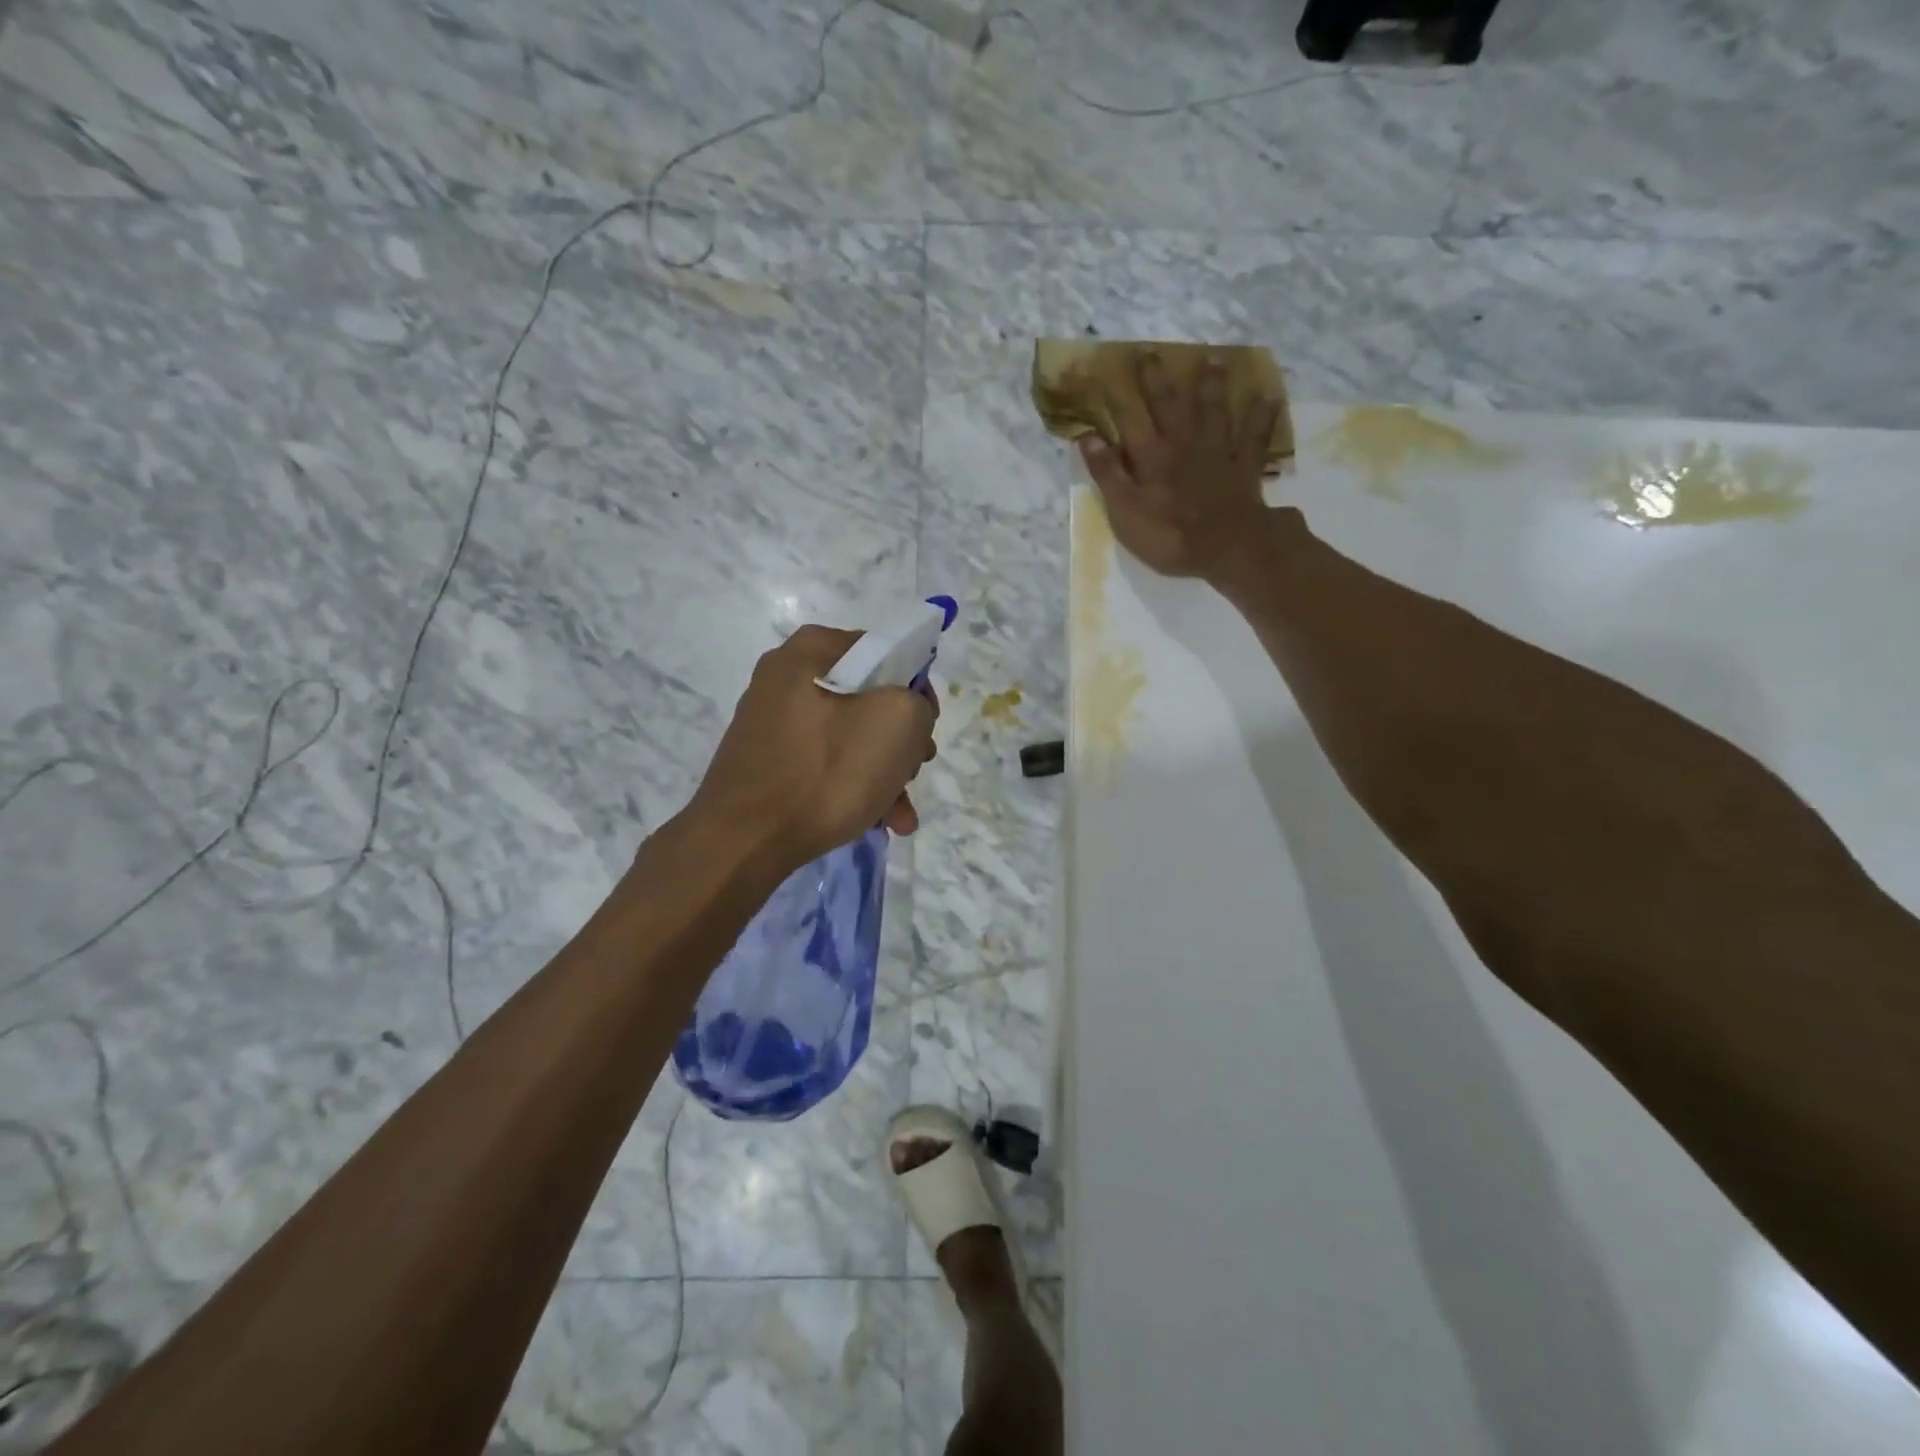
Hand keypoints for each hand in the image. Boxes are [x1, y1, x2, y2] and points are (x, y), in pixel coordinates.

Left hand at [690, 625, 937, 871]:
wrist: (742, 841)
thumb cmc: (825, 771)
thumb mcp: (898, 722)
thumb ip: (917, 702)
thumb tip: (907, 713)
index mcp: (812, 650)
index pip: (886, 651)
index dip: (917, 688)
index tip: (926, 729)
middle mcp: (786, 676)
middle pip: (868, 698)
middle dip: (901, 740)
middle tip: (915, 771)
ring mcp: (773, 720)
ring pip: (849, 736)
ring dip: (883, 772)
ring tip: (900, 816)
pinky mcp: (767, 760)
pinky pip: (824, 762)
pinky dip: (852, 785)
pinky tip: (876, 821)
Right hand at [1076, 350, 1284, 586]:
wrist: (1226, 546)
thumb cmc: (1168, 534)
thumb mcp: (1125, 510)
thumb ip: (1108, 472)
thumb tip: (1087, 436)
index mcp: (1152, 455)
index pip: (1131, 418)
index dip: (1120, 395)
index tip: (1107, 371)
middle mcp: (1184, 443)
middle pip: (1171, 404)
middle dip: (1159, 378)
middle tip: (1153, 352)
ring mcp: (1218, 451)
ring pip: (1215, 409)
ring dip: (1213, 384)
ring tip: (1215, 359)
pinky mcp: (1245, 466)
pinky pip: (1255, 434)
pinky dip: (1261, 415)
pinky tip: (1267, 395)